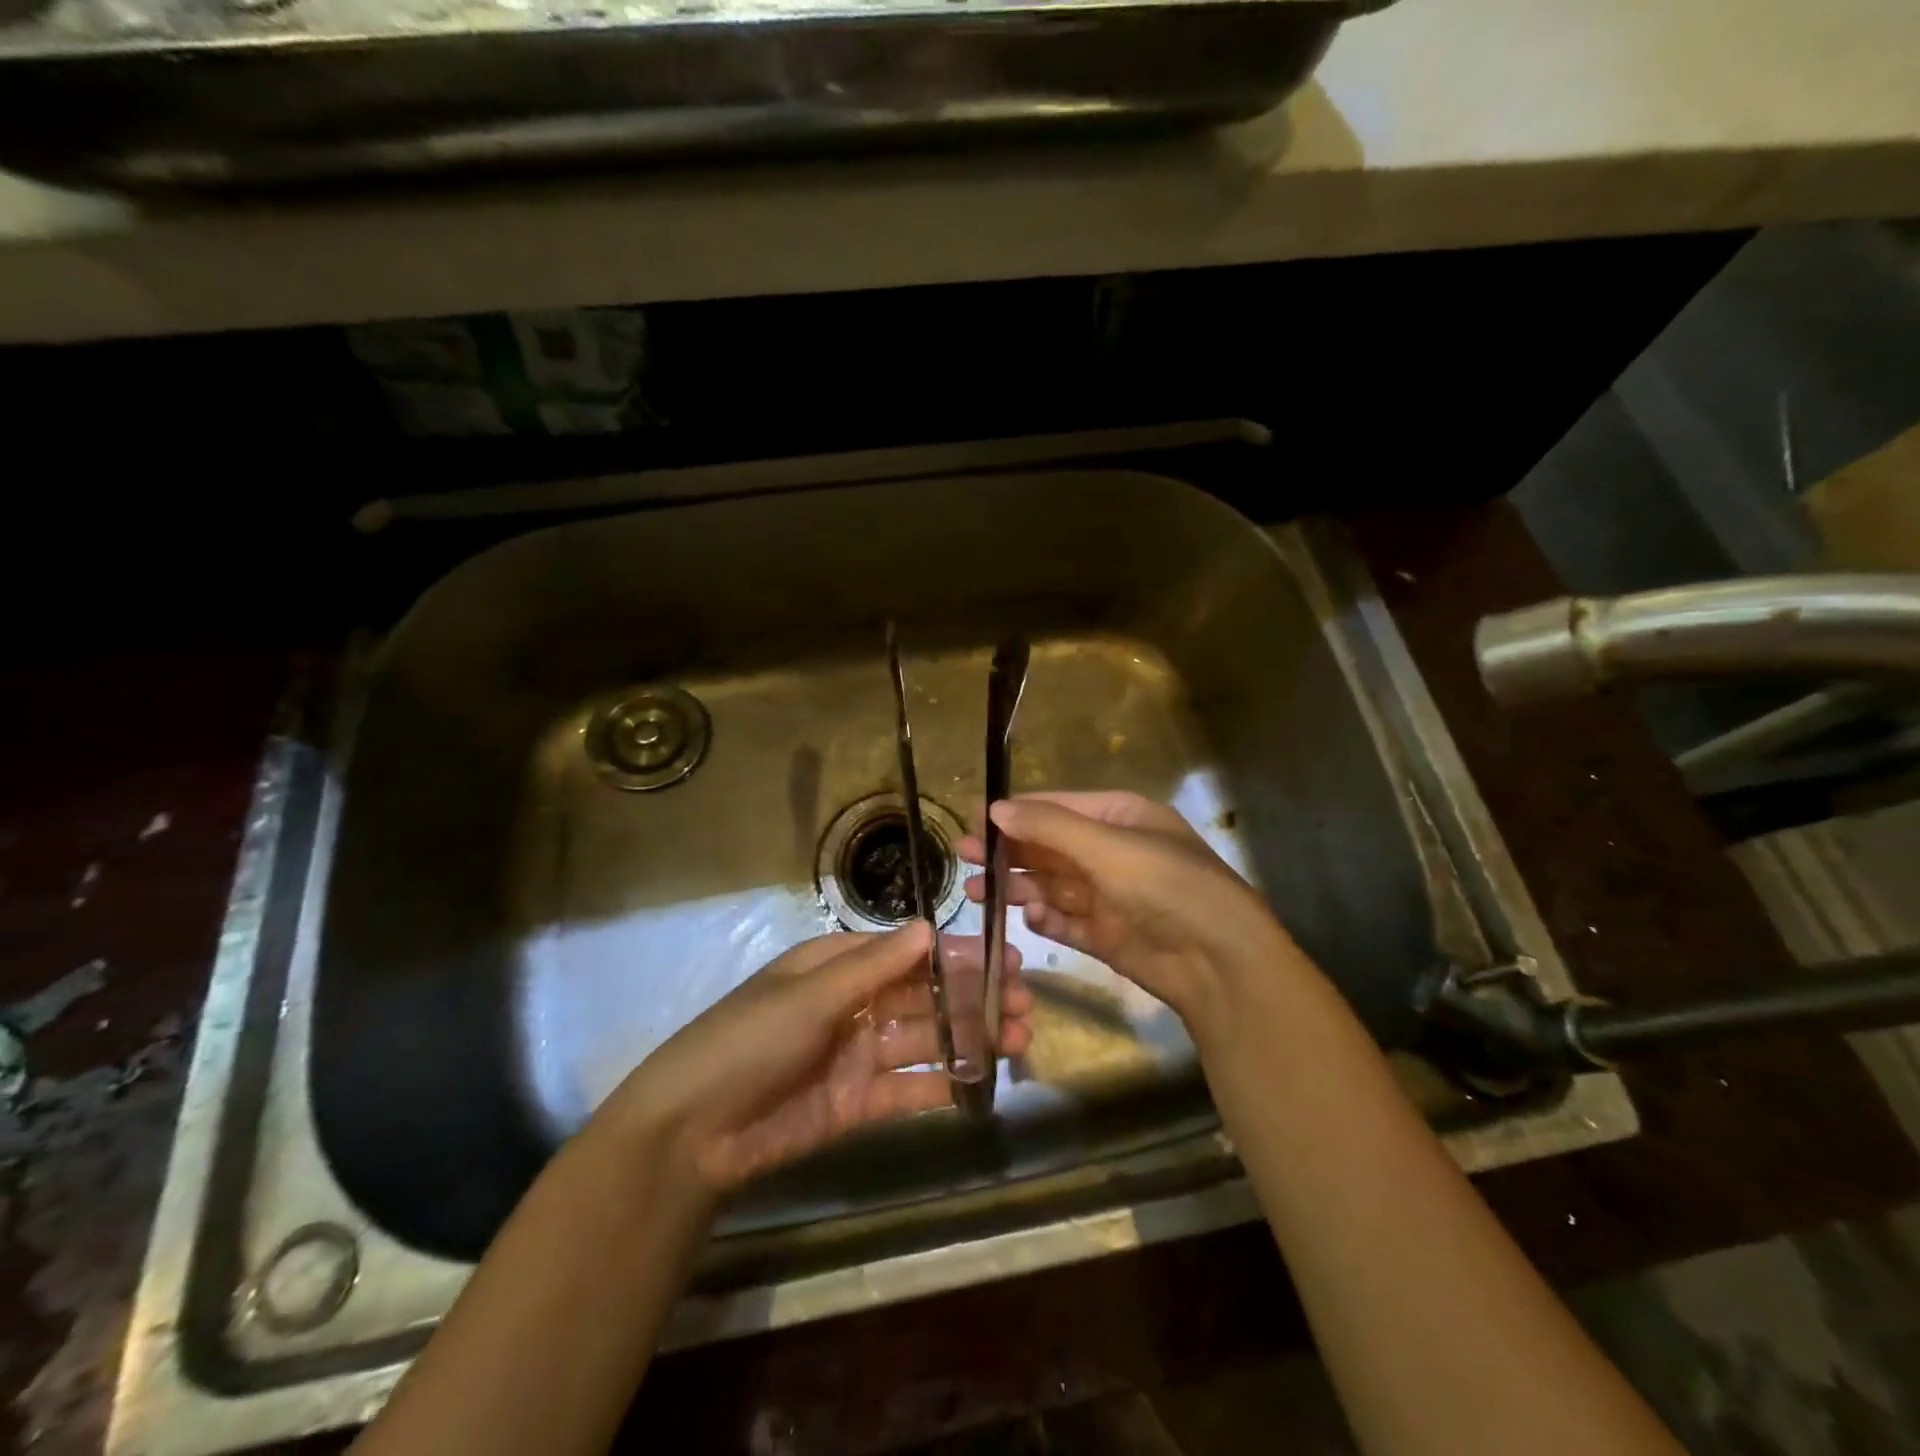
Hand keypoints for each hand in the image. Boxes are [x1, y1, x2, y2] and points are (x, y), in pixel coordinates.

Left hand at [605, 924, 1032, 1198]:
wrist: (692, 1133)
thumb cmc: (749, 1040)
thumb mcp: (809, 995)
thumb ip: (874, 966)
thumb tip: (929, 927)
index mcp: (837, 967)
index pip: (908, 955)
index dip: (956, 956)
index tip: (1005, 958)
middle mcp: (853, 1006)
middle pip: (925, 998)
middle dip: (974, 998)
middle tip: (1025, 1003)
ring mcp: (858, 1056)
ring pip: (926, 1041)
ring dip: (970, 1038)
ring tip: (1018, 1036)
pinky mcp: (858, 1104)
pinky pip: (910, 1088)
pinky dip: (945, 1084)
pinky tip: (983, 1080)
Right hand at [957, 791, 1303, 1035]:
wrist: (1220, 962)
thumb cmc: (1167, 886)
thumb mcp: (1108, 847)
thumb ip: (1049, 827)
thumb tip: (995, 807)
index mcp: (1120, 818)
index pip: (1056, 807)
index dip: (1015, 812)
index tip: (972, 820)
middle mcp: (1112, 853)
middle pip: (1048, 847)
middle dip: (1008, 852)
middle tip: (964, 857)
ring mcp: (1109, 896)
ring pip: (1051, 886)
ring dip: (1017, 887)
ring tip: (978, 893)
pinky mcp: (1106, 935)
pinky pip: (1065, 922)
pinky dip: (1045, 920)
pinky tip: (1028, 918)